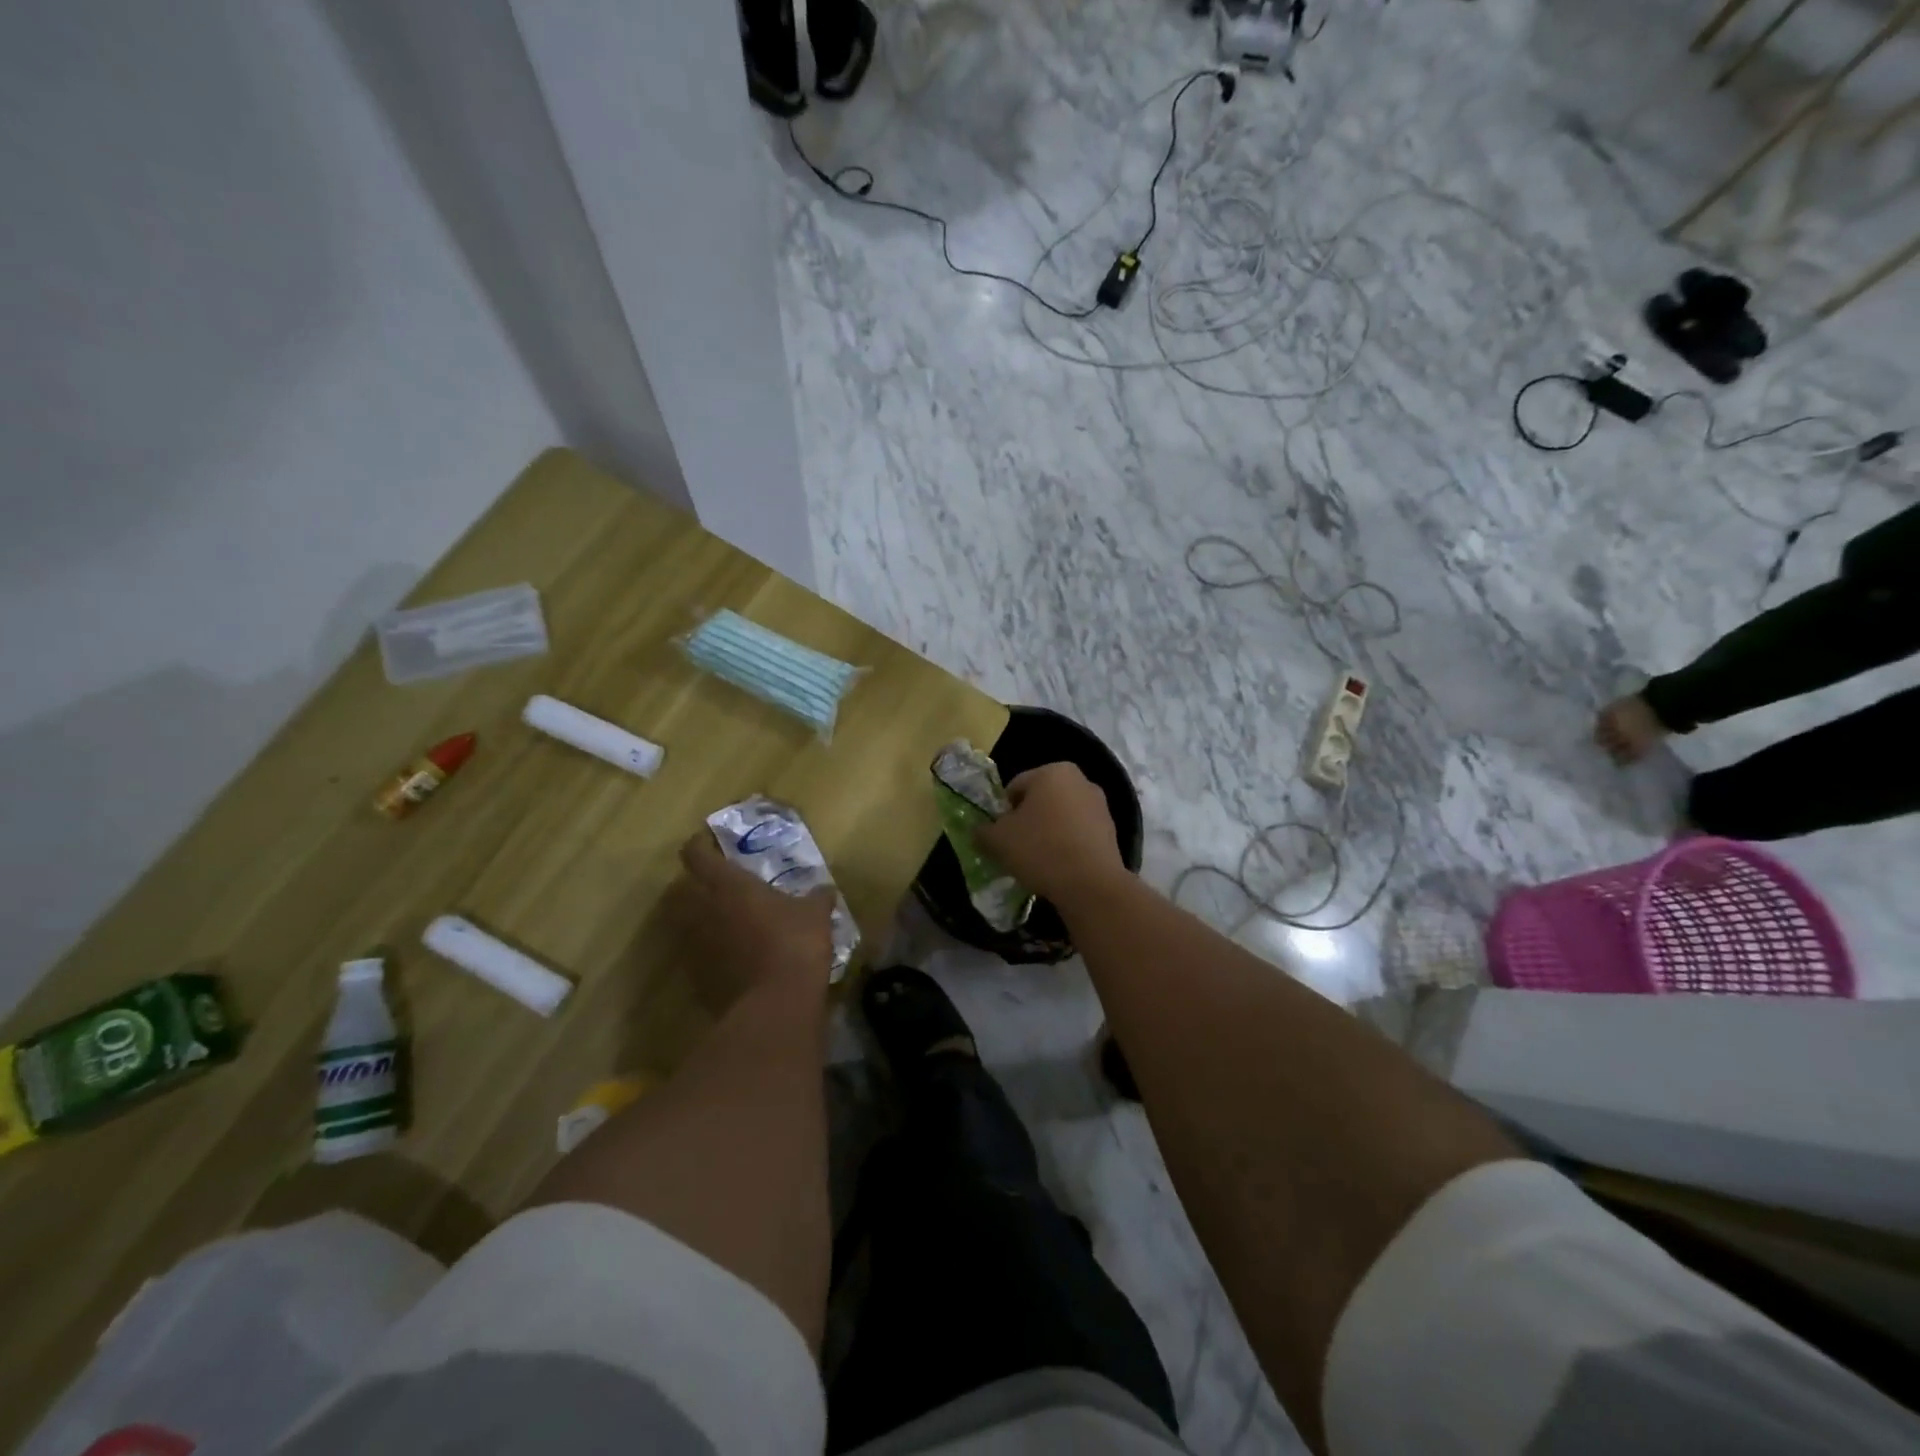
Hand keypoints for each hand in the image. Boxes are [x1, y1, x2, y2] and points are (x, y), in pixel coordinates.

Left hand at [668, 832, 835, 1009]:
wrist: (776, 1004)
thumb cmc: (794, 943)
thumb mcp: (815, 914)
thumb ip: (817, 897)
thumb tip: (826, 889)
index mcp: (727, 884)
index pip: (696, 854)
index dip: (700, 845)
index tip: (711, 843)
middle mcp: (703, 909)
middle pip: (682, 886)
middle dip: (696, 880)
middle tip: (721, 881)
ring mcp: (696, 943)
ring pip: (685, 919)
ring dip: (699, 914)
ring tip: (725, 916)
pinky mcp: (697, 974)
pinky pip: (696, 950)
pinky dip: (708, 946)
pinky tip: (732, 951)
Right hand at [975, 763, 1128, 910]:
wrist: (1091, 884)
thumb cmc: (1040, 849)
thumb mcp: (998, 840)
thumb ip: (983, 831)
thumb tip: (981, 831)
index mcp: (1053, 771)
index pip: (1015, 787)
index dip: (1003, 812)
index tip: (1000, 836)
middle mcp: (1080, 780)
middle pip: (1041, 800)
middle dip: (1028, 820)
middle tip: (1016, 848)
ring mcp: (1100, 806)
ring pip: (1061, 817)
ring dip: (1048, 833)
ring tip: (1038, 861)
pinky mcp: (1111, 831)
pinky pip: (1079, 834)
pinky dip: (1067, 845)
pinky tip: (1059, 867)